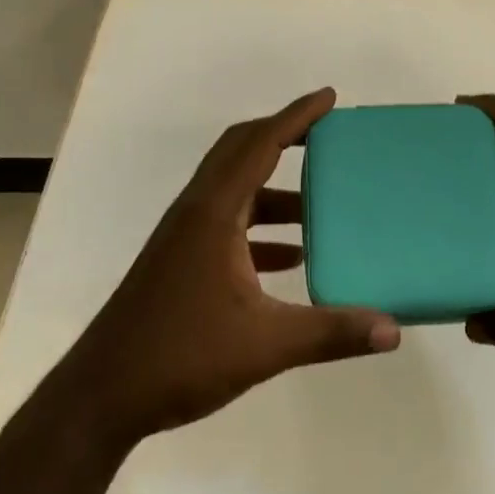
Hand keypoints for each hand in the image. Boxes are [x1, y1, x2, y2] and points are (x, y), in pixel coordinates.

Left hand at [57, 88, 399, 447]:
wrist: (101, 395)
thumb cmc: (181, 356)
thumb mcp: (265, 346)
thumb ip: (331, 333)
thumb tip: (393, 330)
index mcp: (215, 211)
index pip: (260, 144)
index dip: (296, 116)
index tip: (328, 98)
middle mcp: (198, 210)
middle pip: (241, 150)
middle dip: (283, 135)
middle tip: (325, 135)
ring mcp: (186, 235)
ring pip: (235, 188)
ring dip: (274, 187)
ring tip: (319, 202)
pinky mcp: (182, 259)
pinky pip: (228, 222)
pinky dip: (260, 225)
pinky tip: (290, 256)